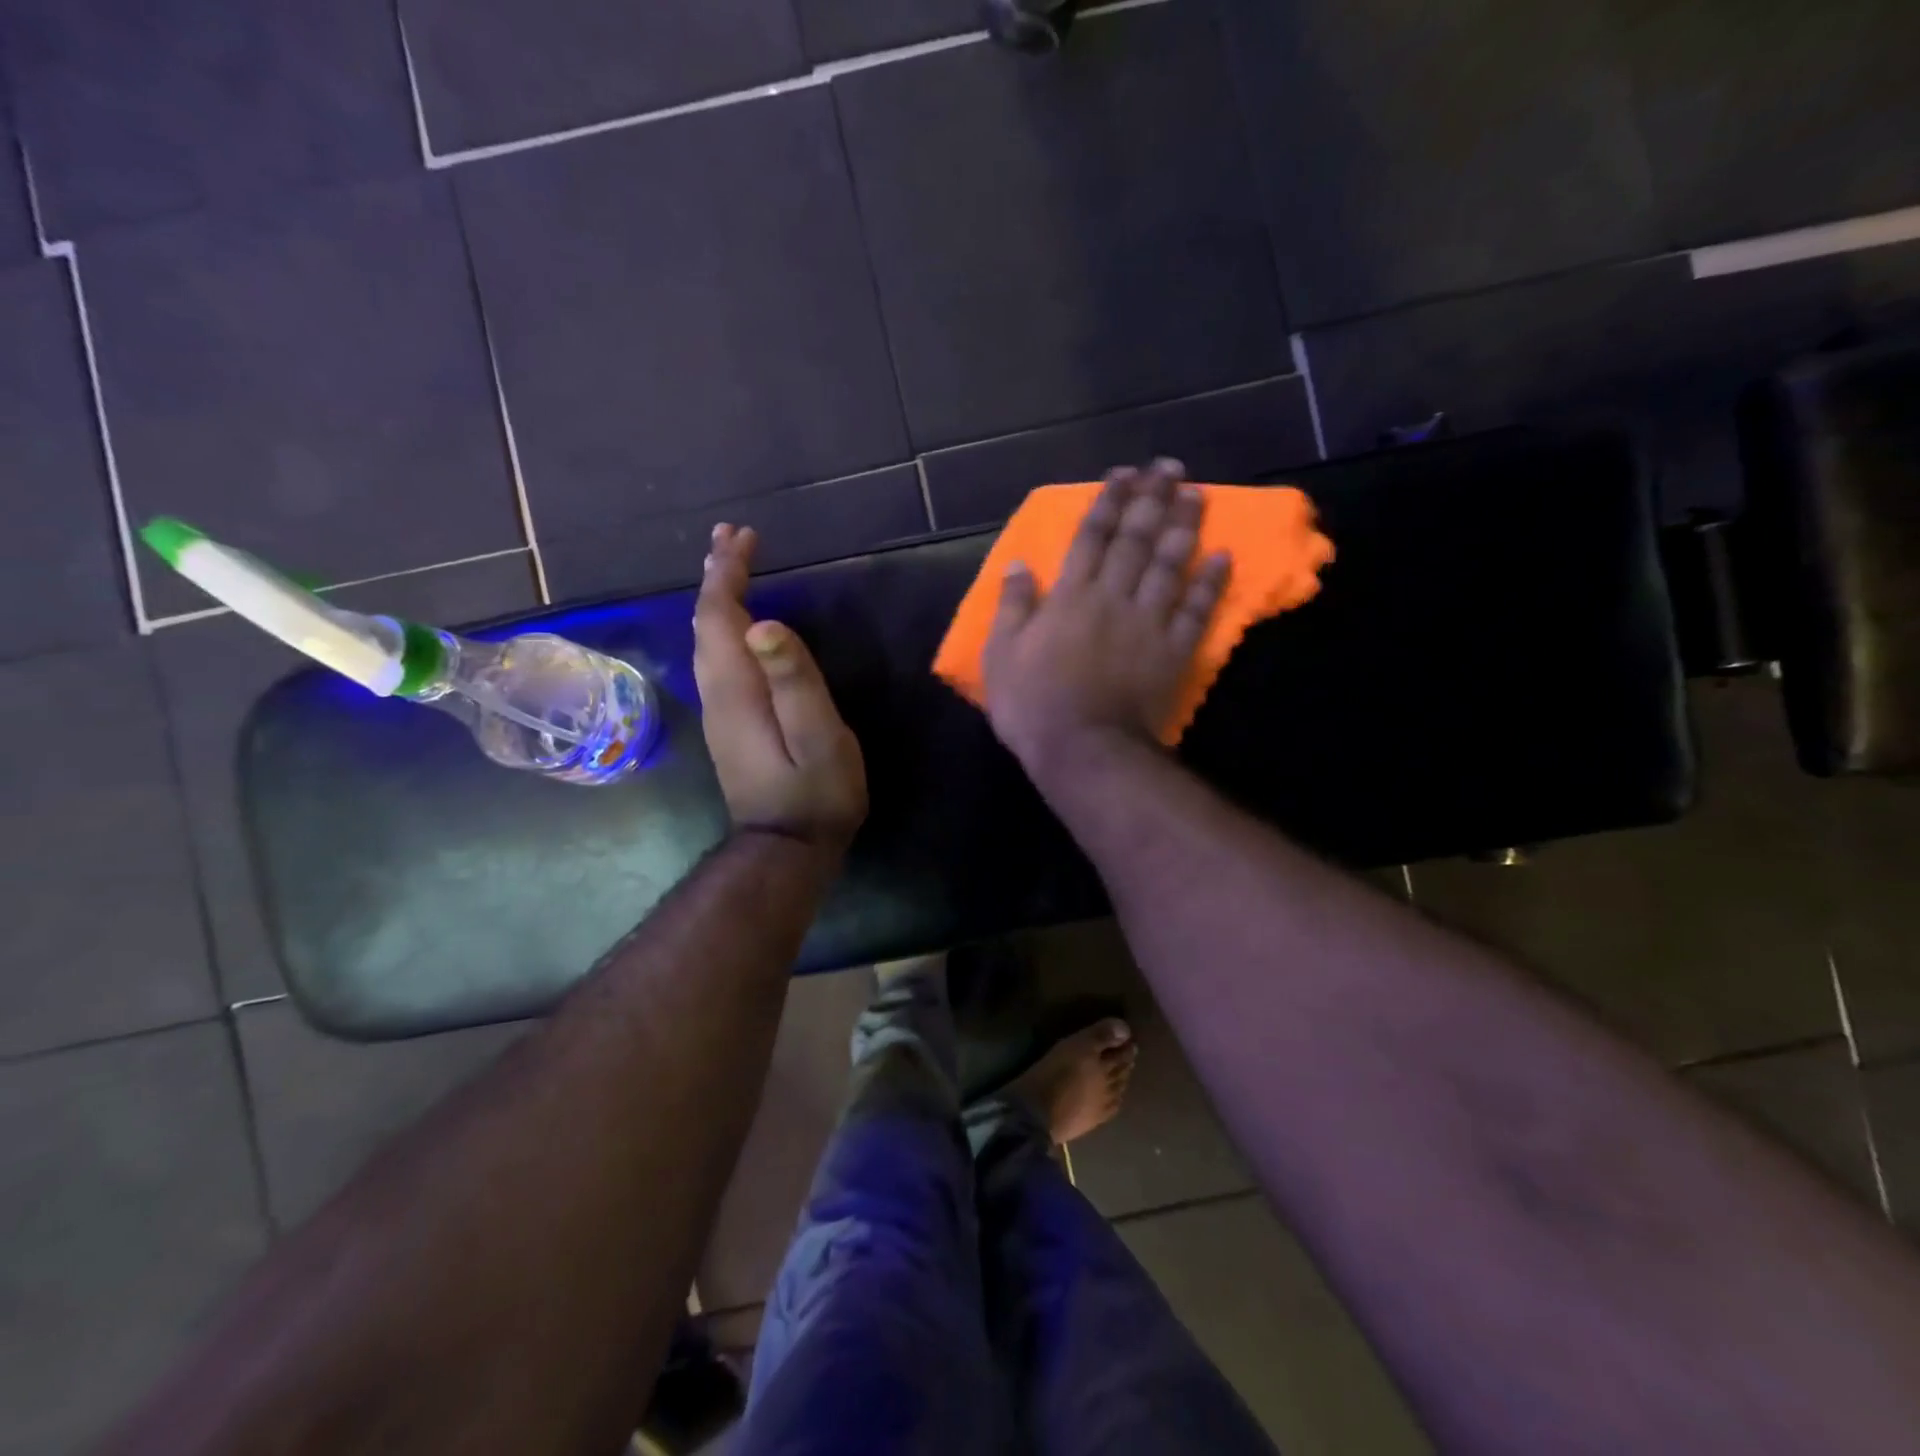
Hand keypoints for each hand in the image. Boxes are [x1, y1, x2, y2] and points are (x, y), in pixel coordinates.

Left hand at [693, 524, 867, 851]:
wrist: (787, 850)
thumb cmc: (815, 794)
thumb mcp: (818, 738)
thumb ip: (793, 682)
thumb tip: (765, 625)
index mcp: (737, 688)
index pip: (721, 616)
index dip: (729, 573)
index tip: (743, 536)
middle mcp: (717, 693)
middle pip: (707, 622)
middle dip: (718, 576)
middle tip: (733, 537)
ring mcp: (720, 711)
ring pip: (708, 641)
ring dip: (719, 599)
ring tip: (732, 565)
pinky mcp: (731, 725)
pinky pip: (718, 659)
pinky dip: (725, 626)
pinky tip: (740, 624)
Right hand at [983, 459, 1228, 775]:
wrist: (1084, 750)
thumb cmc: (1033, 706)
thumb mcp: (1001, 656)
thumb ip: (1012, 607)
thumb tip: (1018, 564)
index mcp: (1070, 597)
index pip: (1091, 537)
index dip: (1108, 502)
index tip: (1124, 474)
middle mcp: (1113, 598)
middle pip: (1136, 540)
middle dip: (1152, 500)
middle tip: (1170, 467)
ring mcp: (1148, 623)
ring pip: (1169, 565)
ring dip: (1184, 527)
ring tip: (1196, 495)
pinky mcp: (1173, 652)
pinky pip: (1196, 611)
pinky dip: (1210, 583)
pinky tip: (1223, 556)